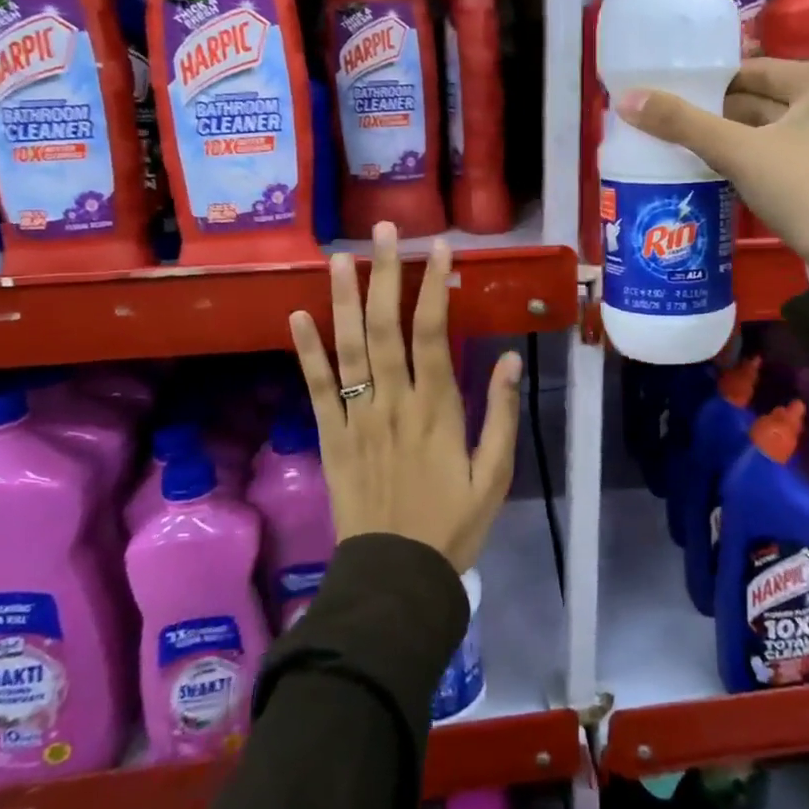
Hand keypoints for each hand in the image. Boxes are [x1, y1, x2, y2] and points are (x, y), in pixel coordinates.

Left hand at [289, 224, 522, 572]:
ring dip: (344, 301)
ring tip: (339, 258)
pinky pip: (316, 389)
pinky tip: (296, 317)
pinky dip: (305, 352)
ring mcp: (357, 418)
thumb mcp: (494, 475)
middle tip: (382, 231)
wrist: (395, 577)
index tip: (439, 249)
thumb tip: (511, 360)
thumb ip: (502, 415)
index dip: (435, 287)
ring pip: (348, 349)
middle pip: (387, 328)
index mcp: (436, 410)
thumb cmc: (453, 525)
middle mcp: (393, 403)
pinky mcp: (330, 437)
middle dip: (386, 275)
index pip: (433, 334)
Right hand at [615, 58, 808, 278]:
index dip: (707, 80)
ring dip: (726, 141)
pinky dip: (745, 163)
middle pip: (758, 101)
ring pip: (765, 133)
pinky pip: (774, 160)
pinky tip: (709, 173)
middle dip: (713, 114)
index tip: (665, 92)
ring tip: (674, 146)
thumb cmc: (806, 188)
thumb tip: (626, 99)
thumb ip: (683, 124)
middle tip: (662, 122)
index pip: (752, 69)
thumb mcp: (740, 152)